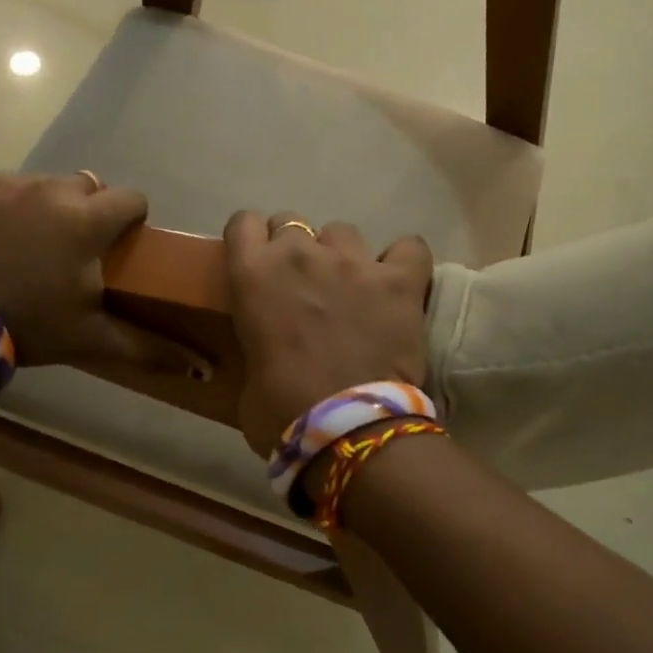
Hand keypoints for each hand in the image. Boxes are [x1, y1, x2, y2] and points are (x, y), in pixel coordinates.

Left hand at [0, 173, 204, 375]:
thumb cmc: (32, 327)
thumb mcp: (94, 339)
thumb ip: (151, 349)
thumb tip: (205, 369)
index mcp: (88, 221)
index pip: (132, 198)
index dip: (132, 219)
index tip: (121, 245)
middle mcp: (53, 190)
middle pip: (90, 186)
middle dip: (91, 211)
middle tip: (77, 250)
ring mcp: (9, 184)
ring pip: (49, 183)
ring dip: (52, 206)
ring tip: (37, 243)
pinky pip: (8, 185)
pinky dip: (13, 204)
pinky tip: (2, 235)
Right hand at [223, 211, 434, 455]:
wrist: (347, 430)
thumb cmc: (281, 413)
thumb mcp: (247, 378)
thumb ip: (255, 345)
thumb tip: (267, 352)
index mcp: (253, 275)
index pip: (243, 224)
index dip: (252, 242)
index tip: (258, 263)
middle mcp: (300, 254)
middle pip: (292, 222)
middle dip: (295, 248)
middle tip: (302, 285)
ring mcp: (354, 262)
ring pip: (343, 232)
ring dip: (341, 255)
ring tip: (351, 287)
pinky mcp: (400, 280)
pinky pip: (409, 248)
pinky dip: (403, 262)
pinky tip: (398, 282)